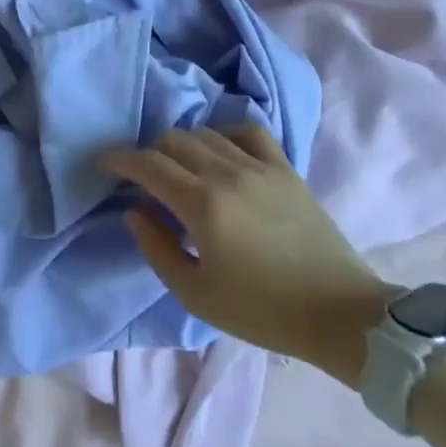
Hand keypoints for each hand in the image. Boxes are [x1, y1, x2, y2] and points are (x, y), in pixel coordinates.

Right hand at [103, 127, 396, 386]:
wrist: (340, 314)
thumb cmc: (262, 311)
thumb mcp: (195, 294)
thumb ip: (156, 248)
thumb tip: (135, 211)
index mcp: (202, 206)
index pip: (149, 164)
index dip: (121, 159)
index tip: (106, 163)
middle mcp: (227, 174)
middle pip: (174, 141)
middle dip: (150, 153)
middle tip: (145, 177)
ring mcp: (260, 167)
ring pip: (207, 133)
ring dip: (183, 145)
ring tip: (181, 169)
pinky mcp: (286, 170)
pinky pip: (249, 132)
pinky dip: (225, 135)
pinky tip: (222, 154)